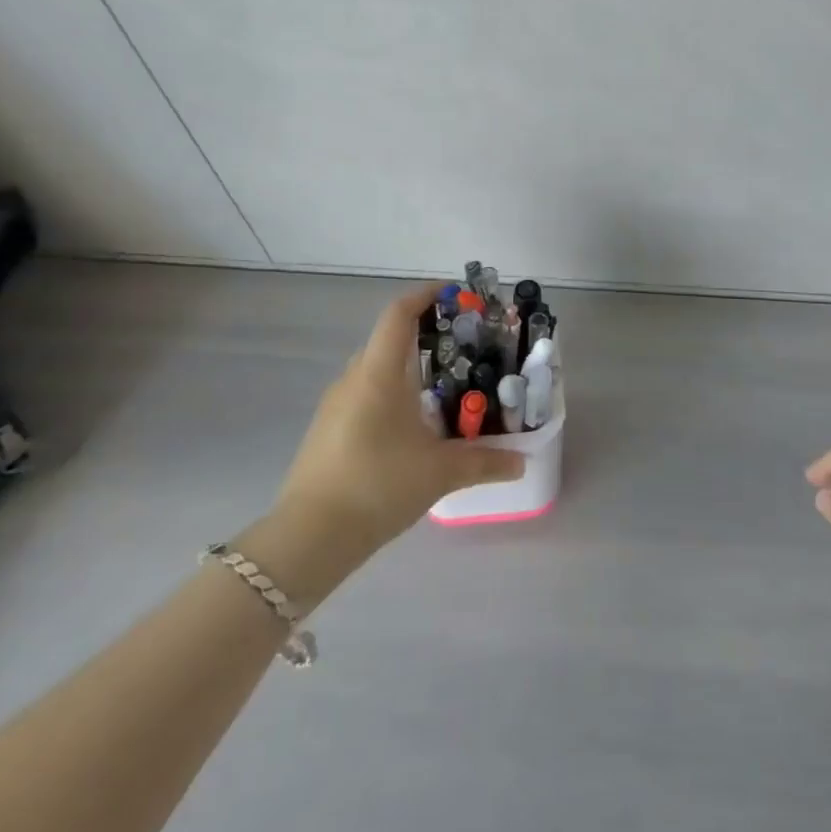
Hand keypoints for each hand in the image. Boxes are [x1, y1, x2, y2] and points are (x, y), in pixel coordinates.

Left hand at [272, 283, 524, 554]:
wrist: (309, 538)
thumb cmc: (378, 485)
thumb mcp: (440, 472)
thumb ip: (484, 462)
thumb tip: (521, 462)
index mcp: (378, 373)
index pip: (398, 314)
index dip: (424, 295)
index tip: (453, 294)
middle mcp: (353, 379)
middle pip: (388, 340)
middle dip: (424, 336)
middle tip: (461, 349)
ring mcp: (335, 406)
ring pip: (375, 371)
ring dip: (406, 370)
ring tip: (442, 390)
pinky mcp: (327, 432)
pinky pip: (364, 396)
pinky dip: (390, 396)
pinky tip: (411, 428)